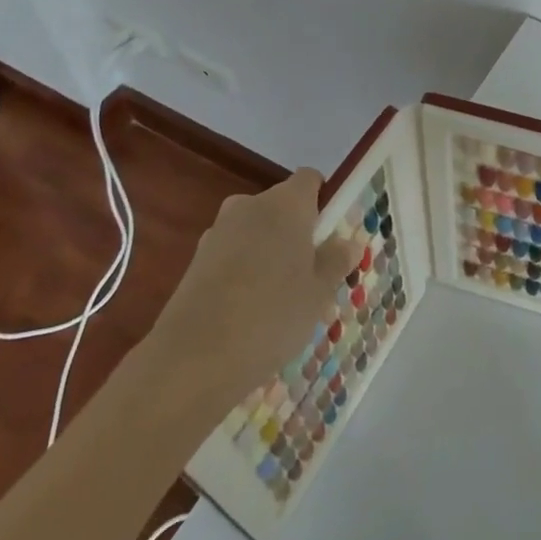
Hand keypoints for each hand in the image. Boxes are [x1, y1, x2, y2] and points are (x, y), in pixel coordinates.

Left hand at [149, 169, 361, 409]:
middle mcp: (249, 206)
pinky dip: (243, 272)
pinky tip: (249, 312)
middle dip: (297, 232)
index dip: (323, 200)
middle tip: (311, 274)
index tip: (331, 234)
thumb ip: (335, 261)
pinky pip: (232, 255)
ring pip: (256, 232)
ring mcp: (218, 232)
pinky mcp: (195, 261)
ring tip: (281, 300)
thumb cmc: (272, 315)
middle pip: (281, 207)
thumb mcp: (318, 292)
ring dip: (269, 253)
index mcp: (286, 204)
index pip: (310, 179)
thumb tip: (347, 242)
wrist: (192, 360)